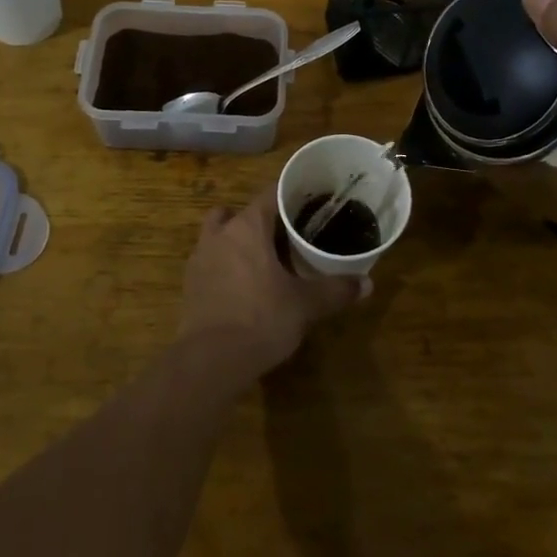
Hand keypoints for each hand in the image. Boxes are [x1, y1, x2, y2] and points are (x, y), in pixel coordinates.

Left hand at [176, 191, 365, 384]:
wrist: (210, 362)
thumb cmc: (261, 319)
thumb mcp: (305, 305)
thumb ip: (335, 290)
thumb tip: (367, 284)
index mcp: (248, 227)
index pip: (270, 194)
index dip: (291, 195)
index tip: (309, 202)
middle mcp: (220, 235)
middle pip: (241, 212)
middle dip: (262, 220)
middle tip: (287, 235)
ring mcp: (200, 259)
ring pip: (219, 234)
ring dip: (237, 240)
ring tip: (262, 260)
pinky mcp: (190, 285)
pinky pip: (210, 261)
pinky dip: (225, 266)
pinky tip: (243, 286)